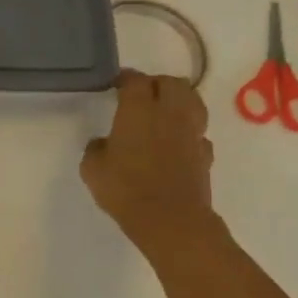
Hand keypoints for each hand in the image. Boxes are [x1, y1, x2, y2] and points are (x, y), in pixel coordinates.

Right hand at [81, 69, 216, 253]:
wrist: (169, 219)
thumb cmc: (124, 189)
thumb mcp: (92, 168)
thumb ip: (97, 148)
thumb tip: (104, 143)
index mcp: (138, 111)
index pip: (136, 81)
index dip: (125, 78)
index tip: (116, 83)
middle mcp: (169, 114)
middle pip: (172, 83)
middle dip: (156, 83)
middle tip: (141, 93)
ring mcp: (192, 133)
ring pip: (193, 101)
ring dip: (179, 99)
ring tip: (164, 110)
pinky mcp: (205, 153)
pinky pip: (199, 131)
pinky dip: (188, 129)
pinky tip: (176, 140)